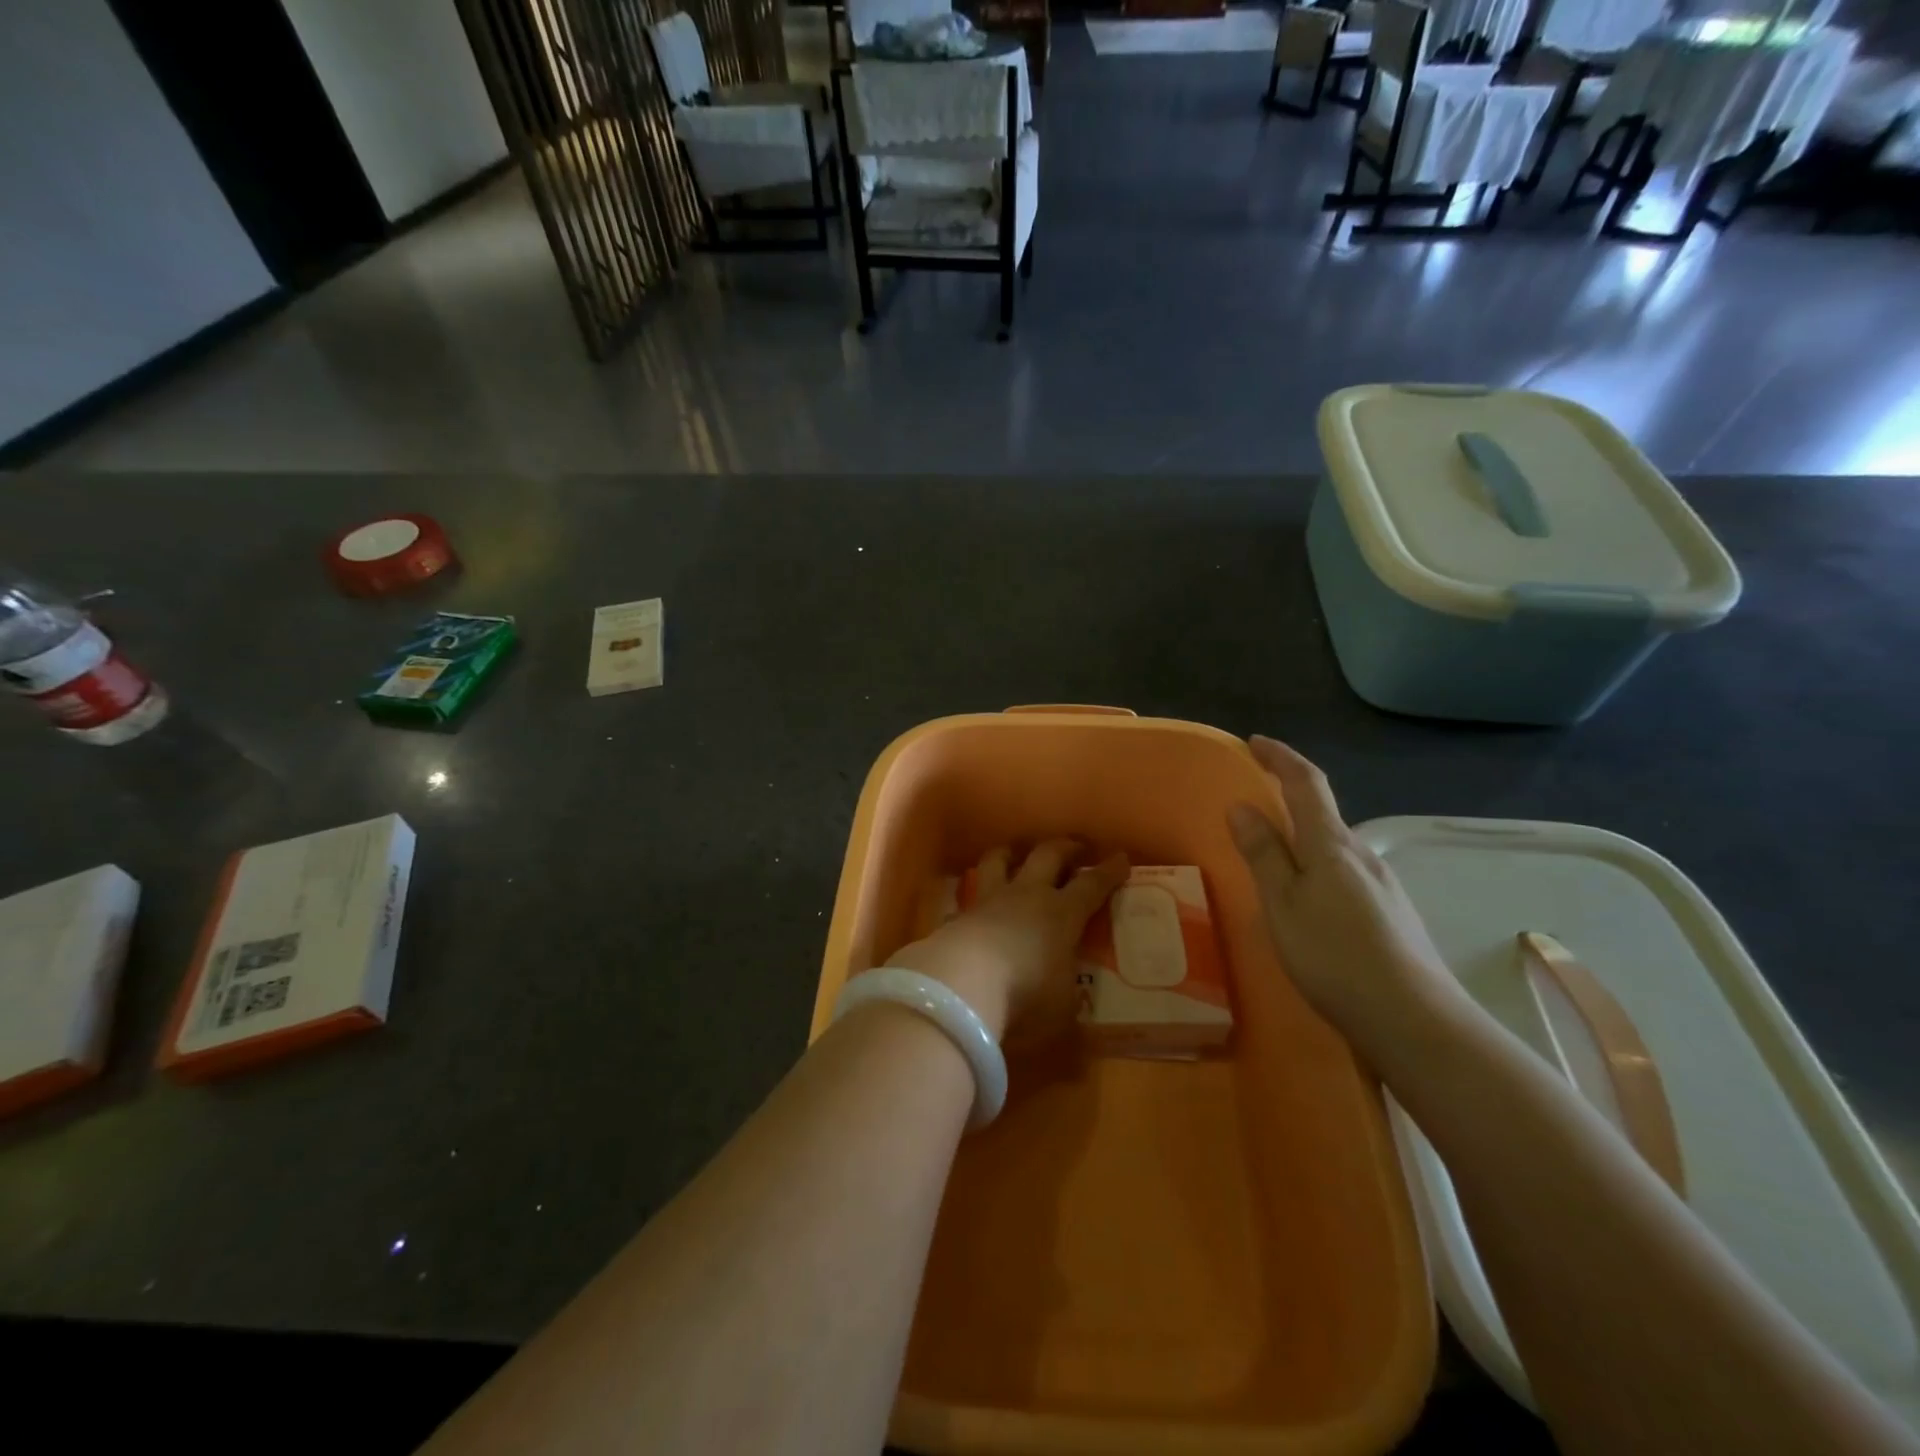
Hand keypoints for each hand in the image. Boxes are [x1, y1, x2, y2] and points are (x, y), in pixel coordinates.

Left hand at [889, 840, 1128, 1044]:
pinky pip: (966, 896)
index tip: (1121, 858)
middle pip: (1048, 856)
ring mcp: (989, 900)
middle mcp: (1027, 896)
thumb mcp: (1062, 1009)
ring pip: (999, 861)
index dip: (1108, 872)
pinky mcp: (958, 914)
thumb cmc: (1025, 995)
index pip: (1091, 885)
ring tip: (1015, 852)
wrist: (962, 984)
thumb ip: (1069, 1000)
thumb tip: (1074, 1007)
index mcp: (1062, 914)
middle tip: (1076, 847)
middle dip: (1065, 848)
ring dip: (1010, 853)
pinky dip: (971, 894)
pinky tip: (971, 901)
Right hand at [1227, 737, 1456, 1057]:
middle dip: (1290, 797)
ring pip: (1334, 847)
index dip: (1280, 758)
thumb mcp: (1283, 904)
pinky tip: (1308, 901)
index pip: (1305, 783)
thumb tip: (1242, 805)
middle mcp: (1362, 855)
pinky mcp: (1390, 915)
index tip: (1255, 742)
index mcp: (1332, 845)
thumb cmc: (1335, 955)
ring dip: (1303, 837)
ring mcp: (1382, 886)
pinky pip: (1344, 874)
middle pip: (1323, 813)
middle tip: (1255, 800)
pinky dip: (1317, 867)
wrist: (1415, 1021)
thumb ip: (1264, 854)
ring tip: (1273, 855)